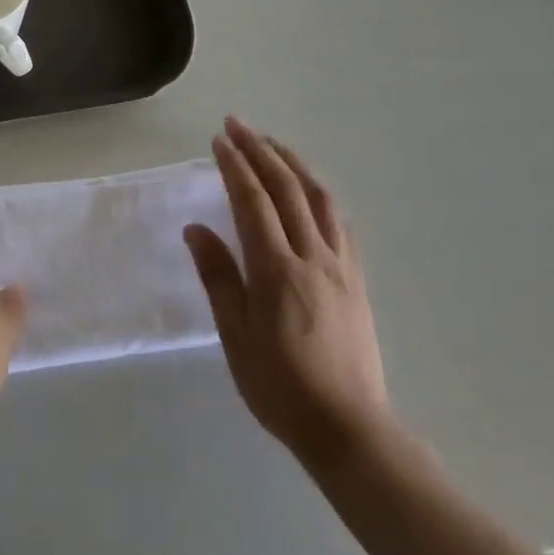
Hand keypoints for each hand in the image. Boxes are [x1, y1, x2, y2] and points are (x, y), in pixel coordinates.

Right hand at [185, 117, 392, 469]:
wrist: (349, 429)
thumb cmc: (281, 387)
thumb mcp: (236, 337)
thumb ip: (218, 278)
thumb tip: (196, 229)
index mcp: (277, 270)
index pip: (253, 202)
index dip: (235, 165)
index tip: (218, 140)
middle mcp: (312, 256)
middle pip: (286, 188)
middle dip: (260, 150)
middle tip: (237, 124)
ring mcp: (340, 266)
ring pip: (318, 198)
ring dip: (292, 163)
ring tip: (272, 143)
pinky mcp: (357, 280)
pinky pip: (339, 223)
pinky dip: (319, 194)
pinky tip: (310, 190)